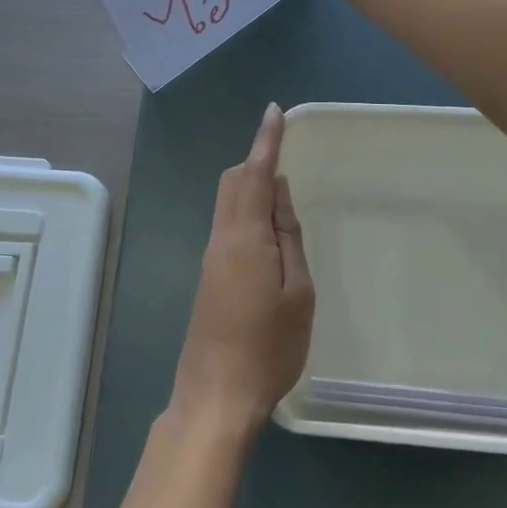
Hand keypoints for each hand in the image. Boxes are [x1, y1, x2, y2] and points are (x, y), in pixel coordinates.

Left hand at [170, 103, 315, 437]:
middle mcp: (221, 238)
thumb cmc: (269, 348)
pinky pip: (228, 226)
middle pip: (232, 182)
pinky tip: (269, 234)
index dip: (266, 141)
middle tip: (286, 155)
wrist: (216, 396)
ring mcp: (210, 258)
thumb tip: (279, 191)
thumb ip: (287, 236)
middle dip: (256, 161)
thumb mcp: (297, 292)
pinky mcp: (209, 277)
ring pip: (228, 203)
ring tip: (284, 194)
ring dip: (251, 187)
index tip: (275, 111)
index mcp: (245, 237)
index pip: (256, 174)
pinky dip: (247, 212)